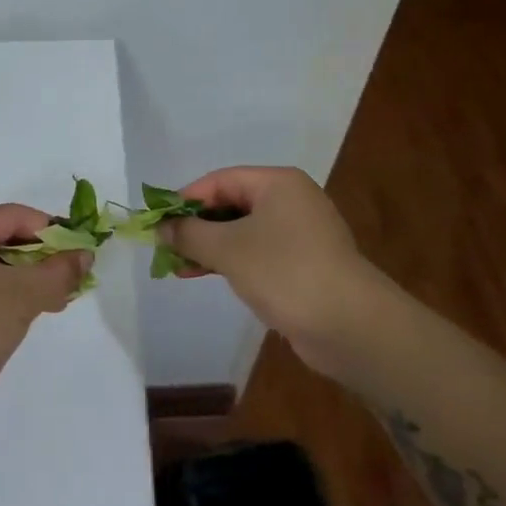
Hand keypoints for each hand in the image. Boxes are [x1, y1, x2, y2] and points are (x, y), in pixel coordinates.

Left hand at [0, 204, 86, 443]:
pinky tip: (30, 317)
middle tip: (73, 279)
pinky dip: (10, 300)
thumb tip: (85, 255)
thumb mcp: (23, 294)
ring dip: (29, 281)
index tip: (81, 251)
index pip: (13, 215)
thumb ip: (59, 271)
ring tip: (58, 301)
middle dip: (42, 257)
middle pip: (3, 240)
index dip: (50, 229)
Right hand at [159, 166, 372, 342]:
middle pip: (231, 204)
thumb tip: (161, 228)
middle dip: (196, 226)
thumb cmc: (284, 272)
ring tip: (178, 267)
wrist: (349, 324)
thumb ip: (189, 234)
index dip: (185, 199)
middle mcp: (291, 201)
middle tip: (164, 248)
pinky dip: (230, 261)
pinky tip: (206, 276)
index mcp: (278, 183)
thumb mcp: (227, 248)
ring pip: (242, 232)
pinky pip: (257, 253)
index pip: (220, 180)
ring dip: (209, 247)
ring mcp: (300, 234)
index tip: (157, 223)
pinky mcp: (302, 264)